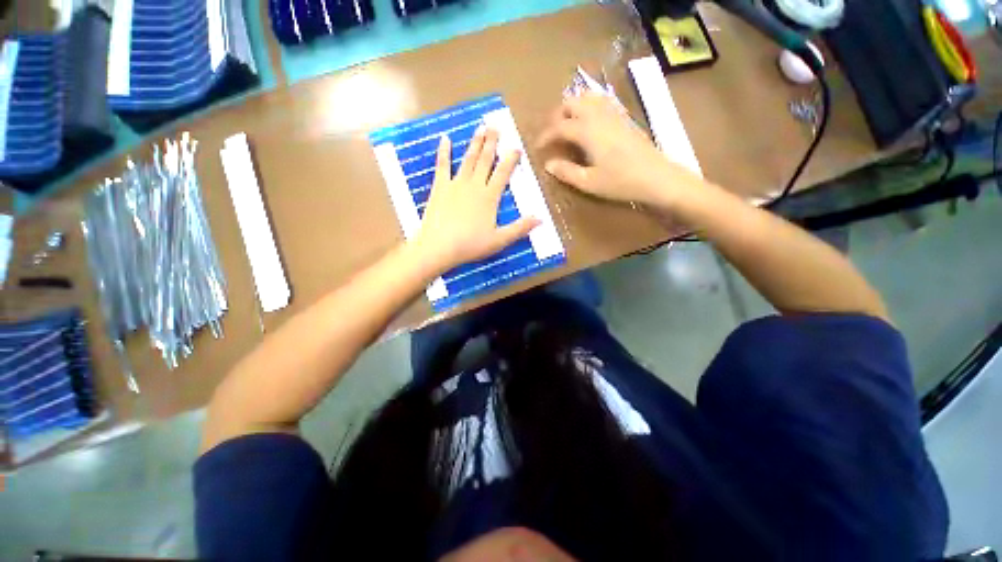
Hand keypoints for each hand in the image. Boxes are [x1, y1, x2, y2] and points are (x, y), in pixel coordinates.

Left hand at [412, 127, 539, 272]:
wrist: (439, 246)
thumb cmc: (471, 245)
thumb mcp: (500, 240)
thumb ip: (520, 228)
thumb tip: (541, 218)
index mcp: (490, 197)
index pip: (503, 173)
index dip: (510, 159)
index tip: (516, 147)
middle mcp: (474, 185)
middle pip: (485, 161)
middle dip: (492, 143)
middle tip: (496, 126)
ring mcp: (456, 184)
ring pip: (468, 160)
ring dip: (475, 143)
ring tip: (480, 128)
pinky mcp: (440, 187)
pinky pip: (442, 166)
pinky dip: (444, 152)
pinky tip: (444, 138)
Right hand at [536, 94, 702, 210]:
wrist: (657, 177)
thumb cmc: (621, 182)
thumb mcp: (589, 182)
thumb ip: (566, 172)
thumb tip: (548, 164)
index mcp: (587, 131)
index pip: (559, 126)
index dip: (545, 136)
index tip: (537, 148)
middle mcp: (598, 115)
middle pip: (572, 103)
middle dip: (557, 116)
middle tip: (551, 134)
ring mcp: (613, 113)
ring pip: (587, 97)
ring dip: (572, 107)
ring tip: (567, 126)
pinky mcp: (624, 117)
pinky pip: (602, 102)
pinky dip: (588, 106)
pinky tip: (588, 122)